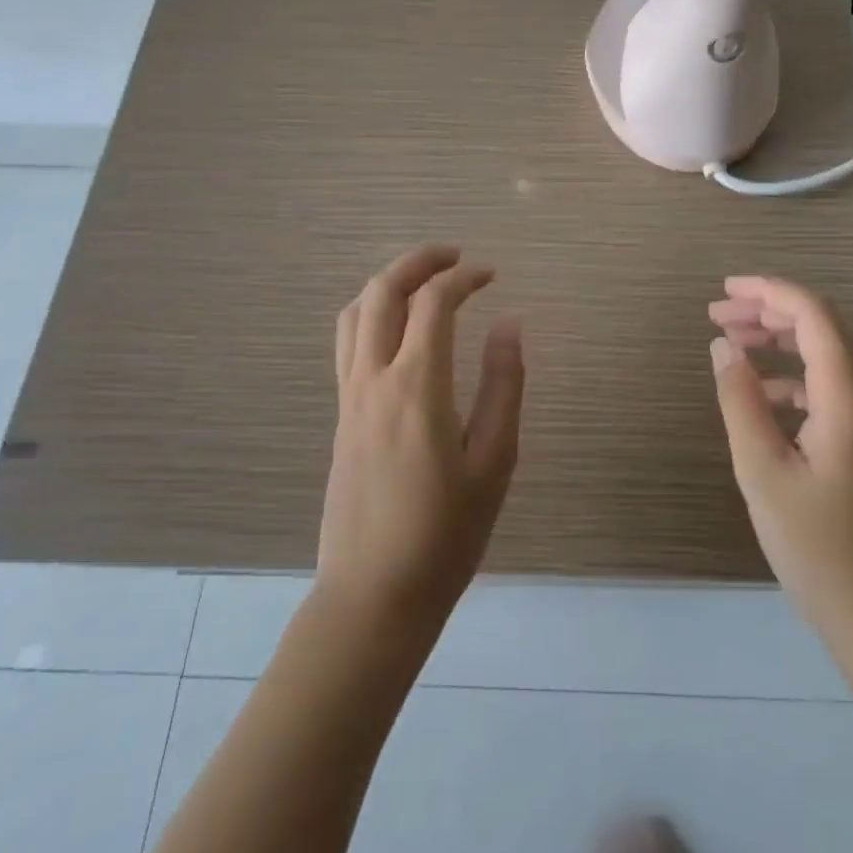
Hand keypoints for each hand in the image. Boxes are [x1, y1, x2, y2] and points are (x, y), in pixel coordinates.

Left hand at [318, 244, 524, 633]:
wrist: (373, 596)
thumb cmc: (446, 535)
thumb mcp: (495, 462)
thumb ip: (504, 385)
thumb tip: (511, 323)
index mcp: (417, 388)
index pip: (433, 303)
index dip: (464, 277)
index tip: (491, 274)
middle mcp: (373, 380)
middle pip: (382, 292)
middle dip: (417, 262)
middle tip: (454, 256)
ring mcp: (348, 398)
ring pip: (355, 313)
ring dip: (388, 283)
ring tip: (425, 281)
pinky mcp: (340, 416)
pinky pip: (348, 343)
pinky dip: (372, 312)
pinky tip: (399, 329)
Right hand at [708, 276, 852, 635]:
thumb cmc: (815, 543)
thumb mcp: (762, 469)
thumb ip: (739, 399)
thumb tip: (722, 346)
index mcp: (847, 394)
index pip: (812, 314)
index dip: (768, 291)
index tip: (724, 290)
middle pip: (820, 327)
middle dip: (767, 312)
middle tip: (716, 315)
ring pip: (825, 354)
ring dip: (779, 341)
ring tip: (731, 343)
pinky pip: (829, 385)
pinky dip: (792, 375)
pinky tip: (759, 393)